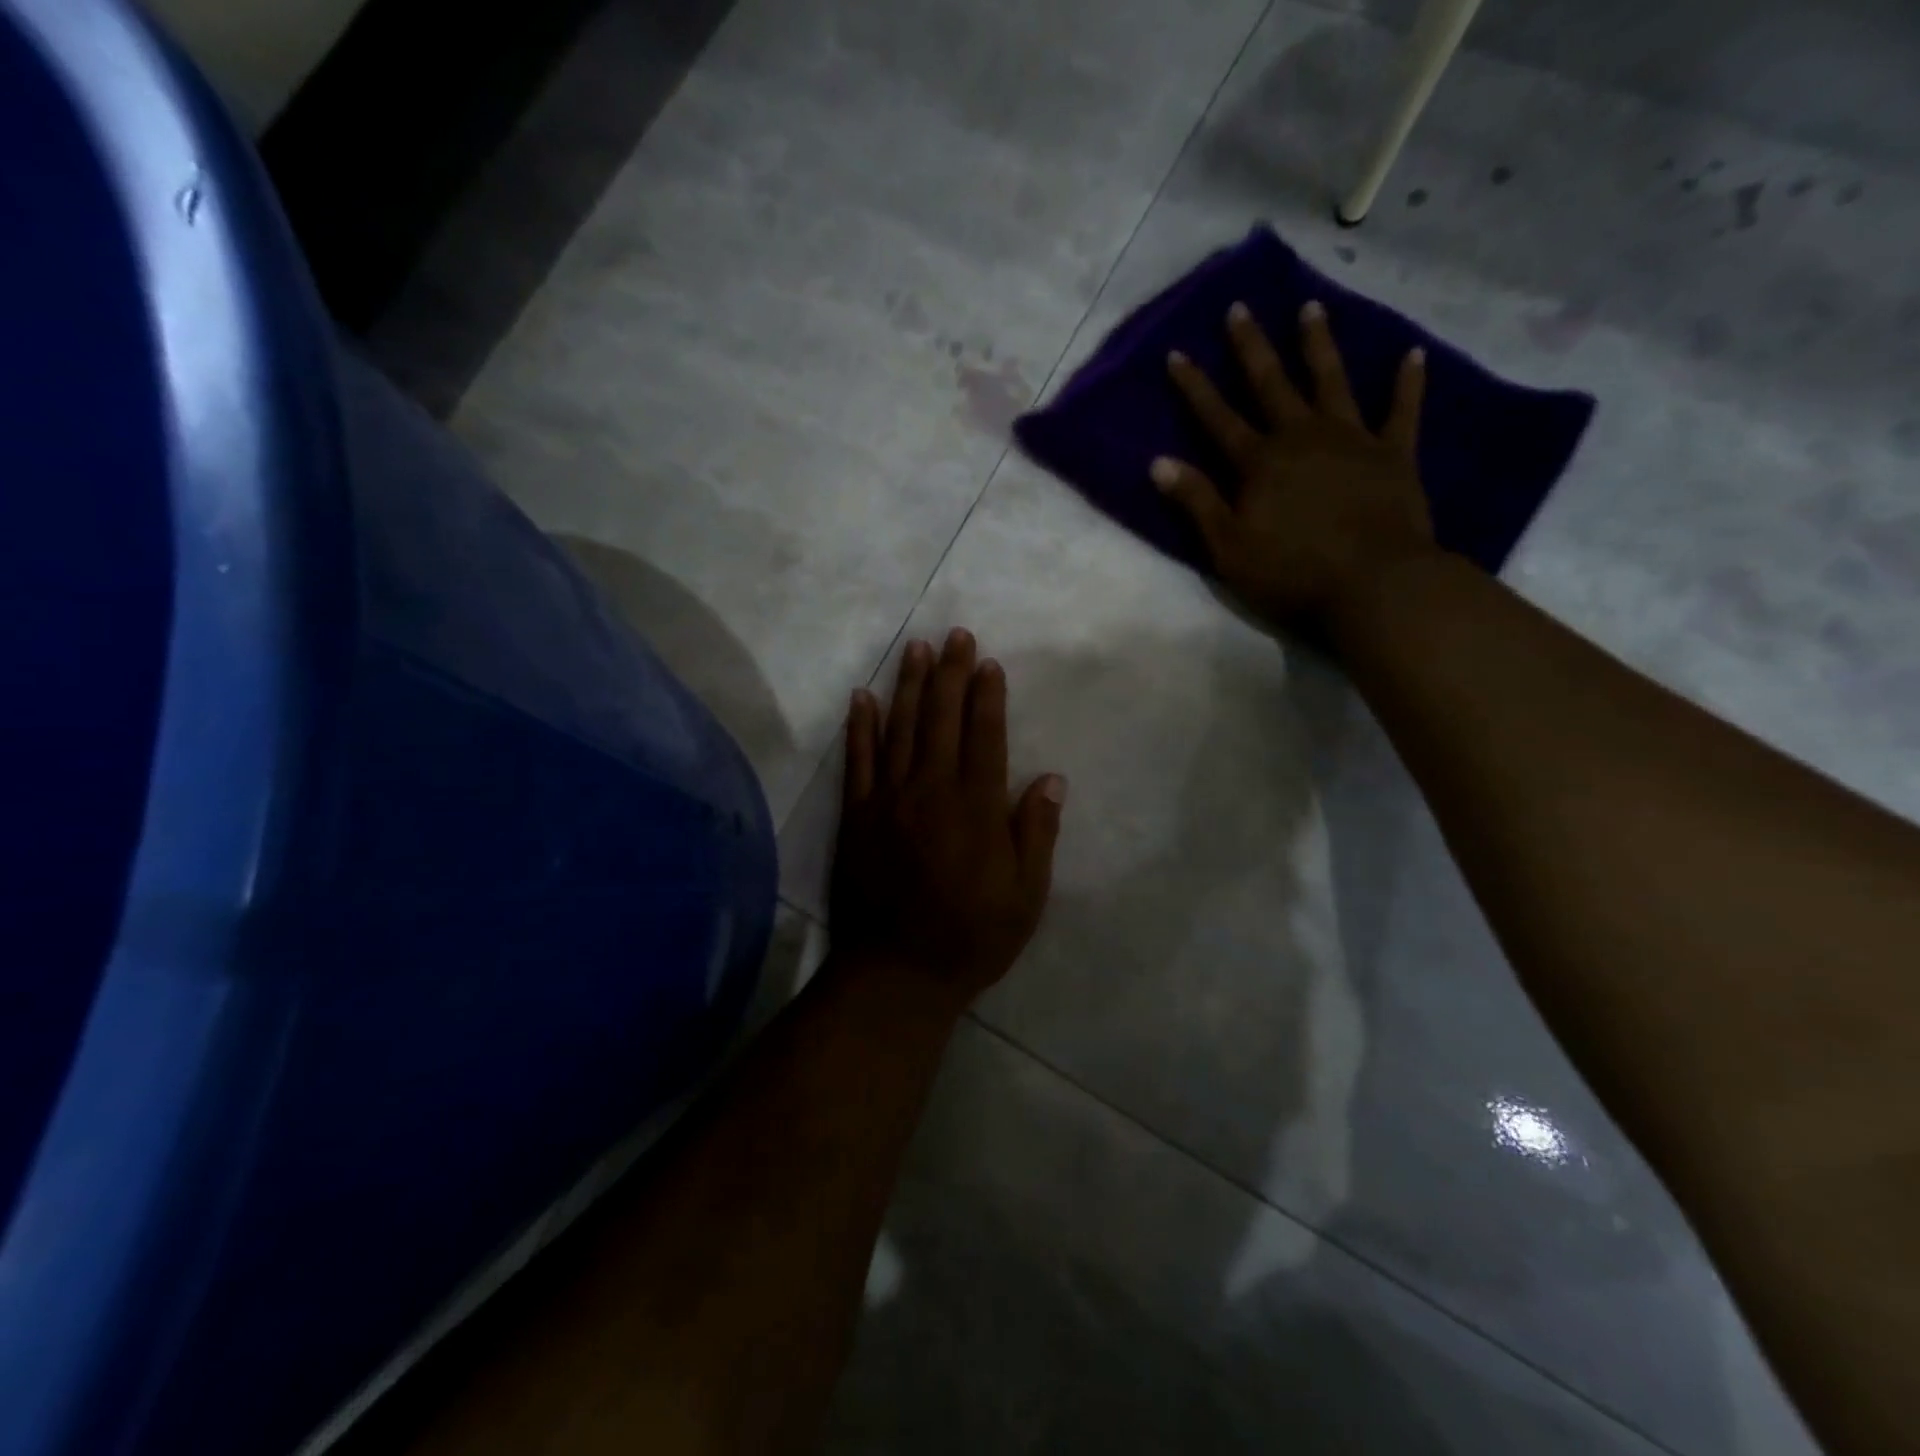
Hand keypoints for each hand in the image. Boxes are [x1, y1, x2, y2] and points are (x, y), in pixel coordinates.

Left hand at [830, 629, 1065, 1012]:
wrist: (897, 973)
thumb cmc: (971, 937)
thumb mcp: (1026, 896)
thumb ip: (1036, 833)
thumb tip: (1051, 779)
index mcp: (976, 807)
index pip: (984, 735)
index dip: (987, 696)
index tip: (987, 663)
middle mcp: (931, 791)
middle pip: (941, 719)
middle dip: (950, 674)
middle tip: (955, 635)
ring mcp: (888, 800)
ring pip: (899, 729)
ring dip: (908, 686)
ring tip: (914, 649)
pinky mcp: (857, 816)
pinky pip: (858, 761)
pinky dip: (860, 727)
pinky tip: (862, 697)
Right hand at [1152, 299, 1439, 633]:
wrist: (1373, 585)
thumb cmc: (1291, 573)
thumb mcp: (1228, 547)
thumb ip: (1196, 502)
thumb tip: (1158, 462)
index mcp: (1259, 463)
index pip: (1217, 418)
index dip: (1195, 386)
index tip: (1178, 352)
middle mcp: (1302, 438)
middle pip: (1272, 385)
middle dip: (1252, 347)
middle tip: (1241, 308)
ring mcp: (1351, 440)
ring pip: (1332, 381)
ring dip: (1319, 345)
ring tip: (1311, 307)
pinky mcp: (1393, 454)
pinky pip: (1402, 410)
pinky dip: (1407, 382)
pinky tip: (1412, 354)